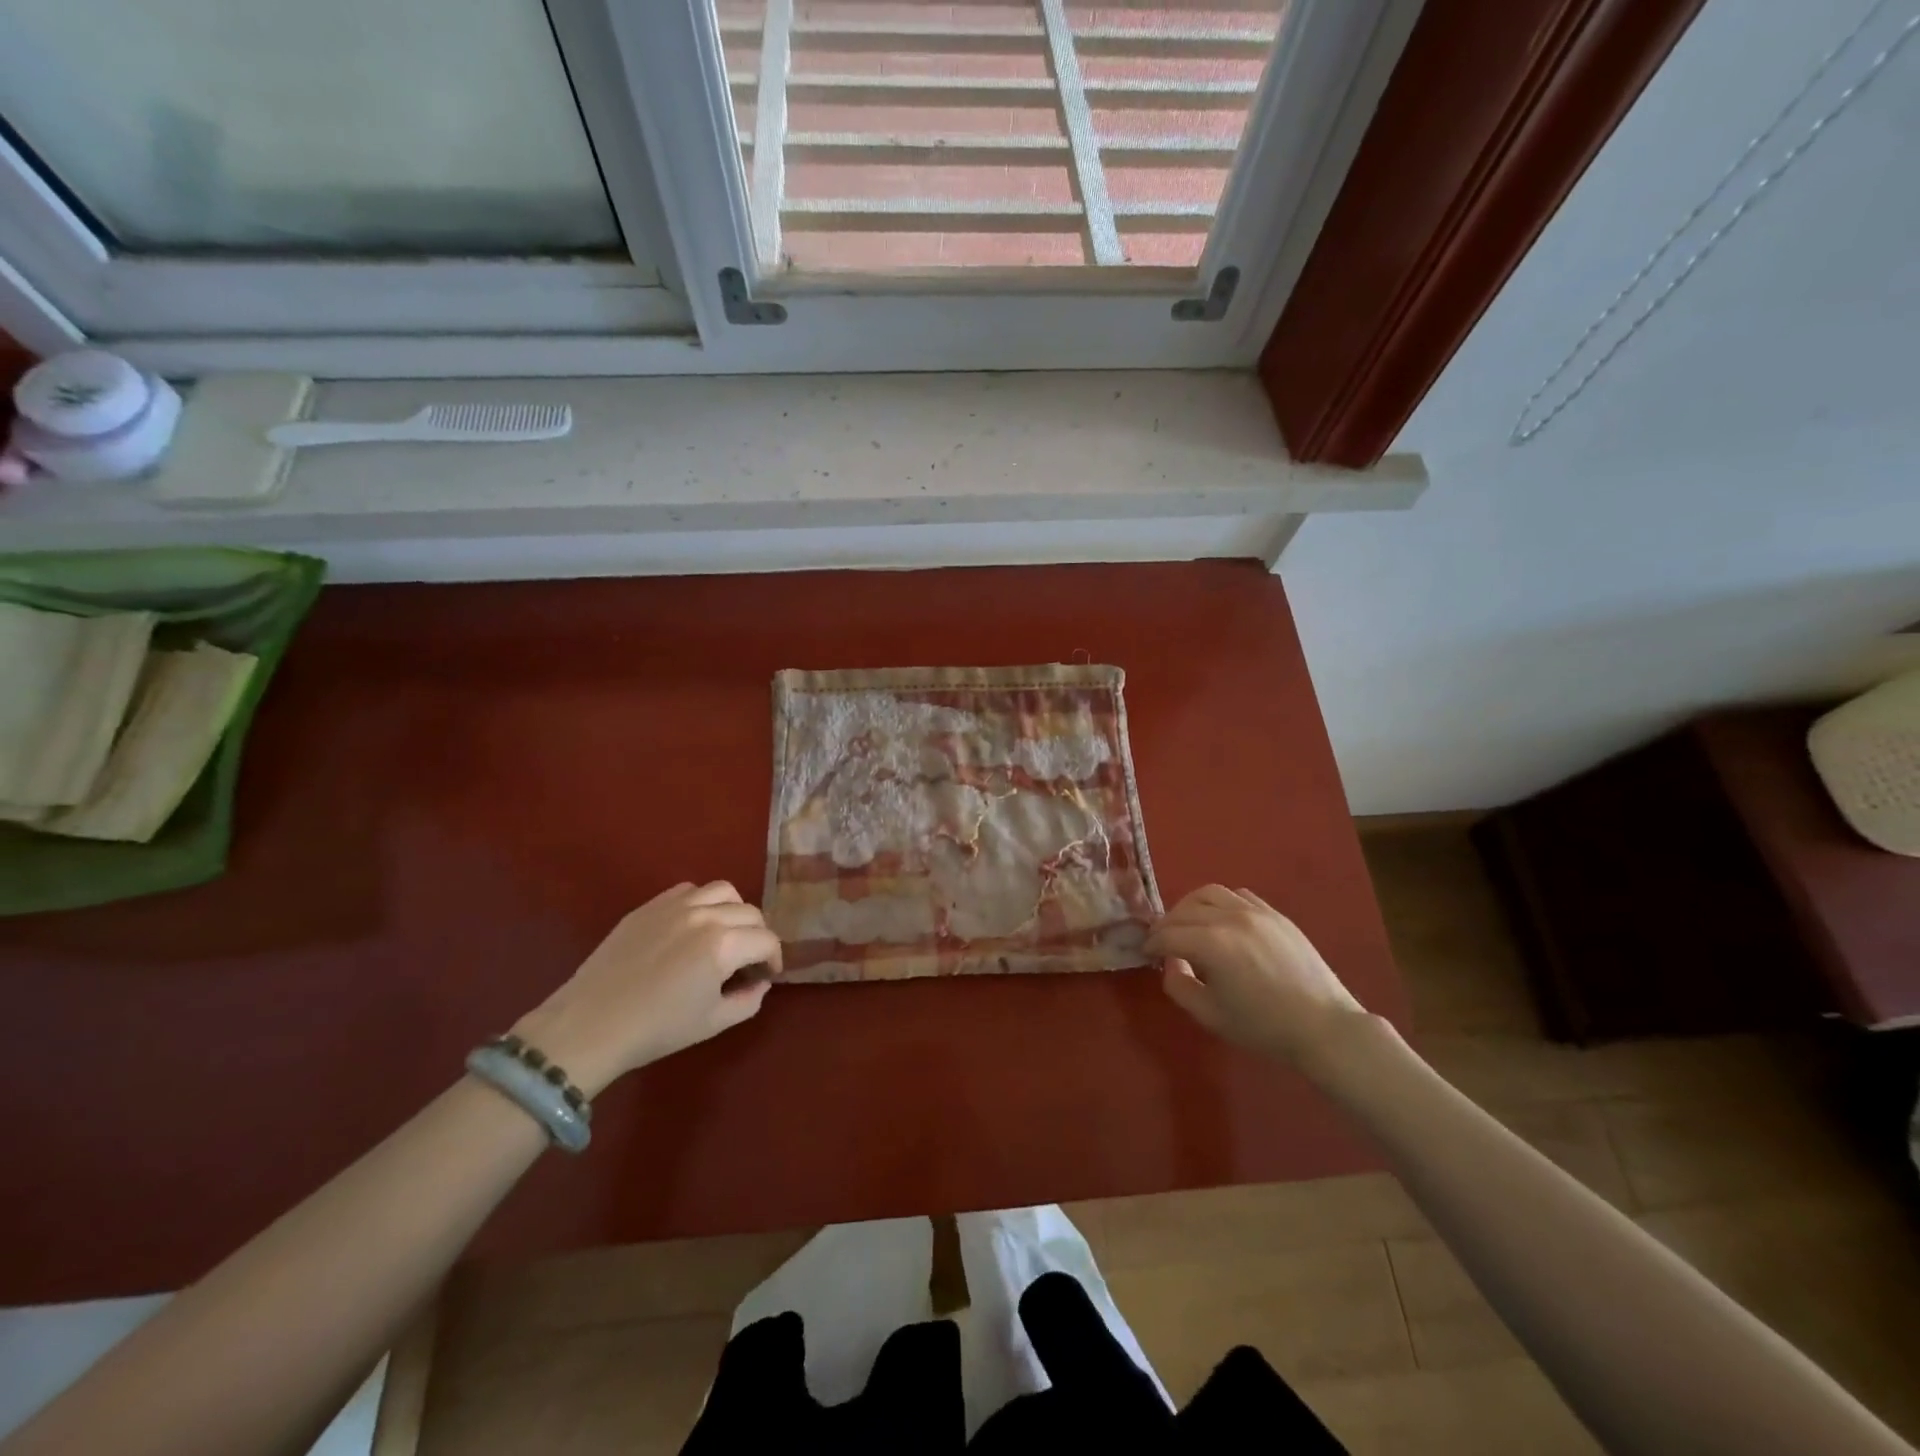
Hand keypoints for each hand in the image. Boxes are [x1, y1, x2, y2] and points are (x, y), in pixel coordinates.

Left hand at [512, 881, 782, 1095]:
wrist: (590, 1025)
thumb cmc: (656, 1029)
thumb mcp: (713, 1023)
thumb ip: (748, 1000)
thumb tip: (759, 983)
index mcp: (724, 944)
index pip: (766, 940)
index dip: (773, 959)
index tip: (766, 975)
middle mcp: (705, 915)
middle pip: (750, 912)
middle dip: (757, 935)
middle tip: (748, 960)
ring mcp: (674, 905)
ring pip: (722, 891)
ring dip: (733, 910)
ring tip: (725, 933)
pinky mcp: (649, 906)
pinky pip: (688, 890)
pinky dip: (702, 902)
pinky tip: (693, 925)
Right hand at [1146, 885, 1369, 1066]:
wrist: (1324, 1027)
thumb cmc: (1264, 1027)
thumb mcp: (1210, 1015)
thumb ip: (1179, 985)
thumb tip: (1170, 963)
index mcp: (1212, 944)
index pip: (1168, 934)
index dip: (1151, 944)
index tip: (1146, 954)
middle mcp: (1231, 918)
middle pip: (1184, 910)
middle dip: (1167, 925)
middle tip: (1162, 942)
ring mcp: (1256, 911)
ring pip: (1210, 893)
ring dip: (1191, 906)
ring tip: (1189, 925)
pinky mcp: (1275, 914)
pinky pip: (1239, 895)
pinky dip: (1221, 903)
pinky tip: (1221, 922)